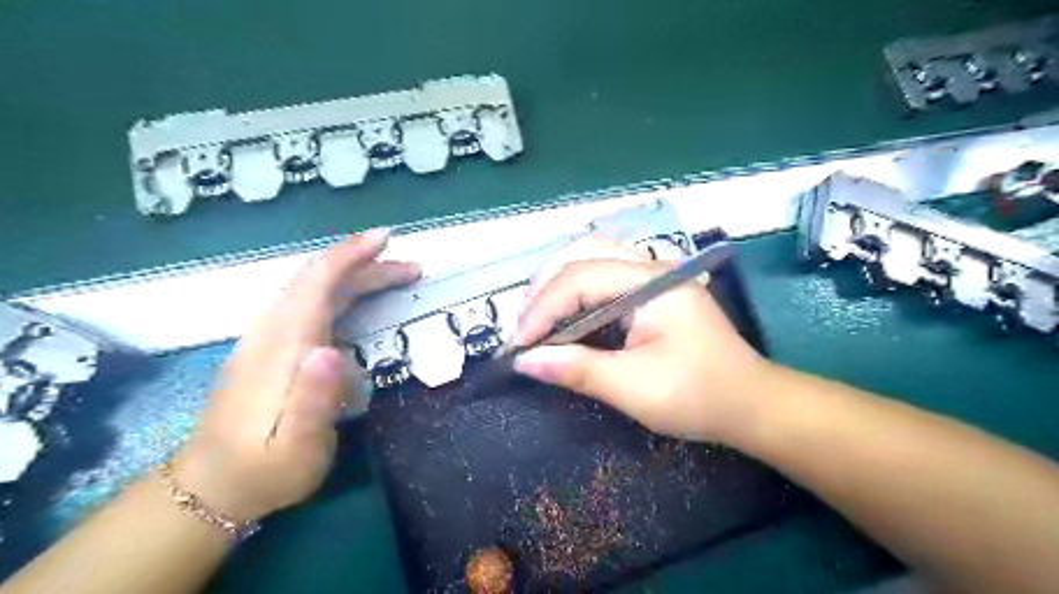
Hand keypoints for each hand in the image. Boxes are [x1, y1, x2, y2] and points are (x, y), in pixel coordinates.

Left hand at [167, 229, 416, 521]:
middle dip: (366, 266)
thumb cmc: (266, 470)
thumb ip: (313, 399)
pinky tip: (357, 301)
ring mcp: (267, 339)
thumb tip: (332, 350)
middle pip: (319, 281)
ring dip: (355, 277)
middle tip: (412, 269)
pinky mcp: (270, 349)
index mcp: (283, 349)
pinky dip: (339, 291)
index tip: (385, 238)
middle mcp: (272, 333)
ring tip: (394, 278)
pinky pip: (308, 304)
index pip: (316, 285)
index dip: (350, 256)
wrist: (211, 487)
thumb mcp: (297, 448)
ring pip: (313, 290)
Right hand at [511, 238, 770, 441]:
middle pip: (583, 254)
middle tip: (523, 327)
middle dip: (544, 288)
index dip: (541, 310)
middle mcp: (652, 267)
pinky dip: (575, 291)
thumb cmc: (699, 397)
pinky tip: (563, 314)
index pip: (580, 279)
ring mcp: (654, 275)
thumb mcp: (634, 388)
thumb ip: (577, 369)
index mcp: (652, 284)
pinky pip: (603, 275)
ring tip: (536, 319)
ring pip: (592, 258)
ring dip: (557, 284)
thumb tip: (524, 361)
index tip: (517, 346)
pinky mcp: (652, 290)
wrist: (751, 404)